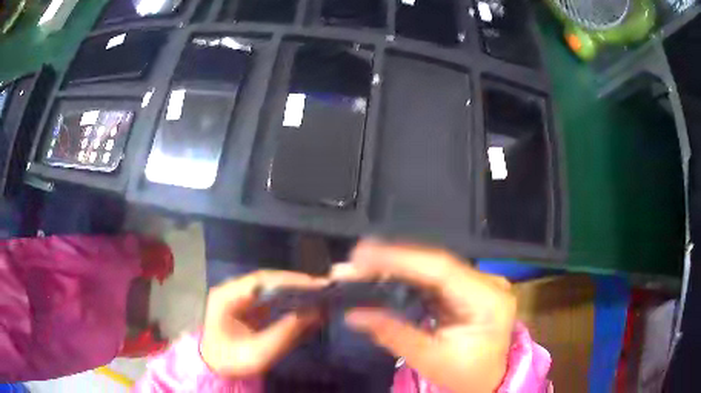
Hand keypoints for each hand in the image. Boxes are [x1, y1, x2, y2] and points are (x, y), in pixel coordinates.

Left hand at [200, 271, 325, 377]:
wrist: (215, 367)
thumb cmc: (233, 361)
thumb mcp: (260, 352)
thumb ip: (286, 332)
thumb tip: (316, 312)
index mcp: (226, 297)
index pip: (261, 280)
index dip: (290, 280)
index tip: (317, 284)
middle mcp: (231, 289)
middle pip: (266, 279)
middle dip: (295, 283)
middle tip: (323, 287)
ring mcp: (237, 295)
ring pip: (269, 286)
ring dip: (293, 289)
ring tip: (318, 293)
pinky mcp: (245, 304)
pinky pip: (268, 296)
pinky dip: (287, 298)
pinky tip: (303, 301)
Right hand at [332, 240, 515, 392]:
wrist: (488, 379)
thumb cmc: (465, 374)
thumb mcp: (429, 359)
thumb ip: (393, 334)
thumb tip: (353, 314)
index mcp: (488, 300)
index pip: (442, 269)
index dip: (401, 258)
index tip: (363, 254)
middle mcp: (487, 282)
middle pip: (435, 263)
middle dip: (392, 260)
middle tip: (355, 260)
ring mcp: (479, 282)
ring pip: (432, 266)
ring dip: (397, 266)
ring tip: (362, 265)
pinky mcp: (467, 287)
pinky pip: (433, 276)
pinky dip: (407, 276)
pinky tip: (384, 274)